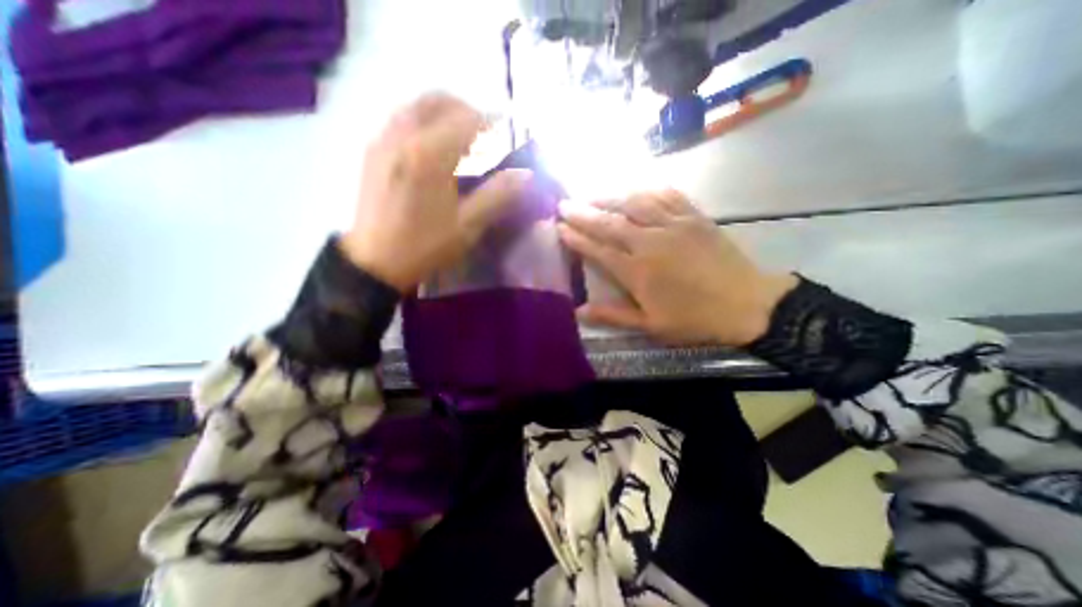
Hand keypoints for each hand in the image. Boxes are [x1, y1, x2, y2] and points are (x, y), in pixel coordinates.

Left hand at [341, 91, 531, 291]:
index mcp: (429, 154)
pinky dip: (424, 123)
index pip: (468, 120)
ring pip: (417, 107)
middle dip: (467, 112)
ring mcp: (383, 140)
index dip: (492, 125)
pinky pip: (401, 120)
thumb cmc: (425, 245)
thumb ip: (498, 195)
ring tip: (461, 141)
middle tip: (484, 136)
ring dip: (444, 114)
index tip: (506, 138)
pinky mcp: (372, 151)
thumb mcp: (468, 226)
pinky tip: (433, 150)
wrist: (375, 262)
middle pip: (439, 100)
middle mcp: (403, 135)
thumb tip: (526, 175)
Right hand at [559, 189, 793, 346]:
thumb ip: (613, 315)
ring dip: (609, 198)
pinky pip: (667, 195)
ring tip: (591, 195)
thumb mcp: (651, 325)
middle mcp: (651, 242)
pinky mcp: (694, 217)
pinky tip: (636, 191)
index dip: (576, 238)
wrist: (749, 305)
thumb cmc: (695, 320)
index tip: (559, 227)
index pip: (598, 249)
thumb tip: (579, 311)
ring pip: (634, 203)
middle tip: (563, 204)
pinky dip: (647, 191)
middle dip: (583, 213)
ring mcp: (674, 225)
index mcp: (638, 271)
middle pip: (610, 222)